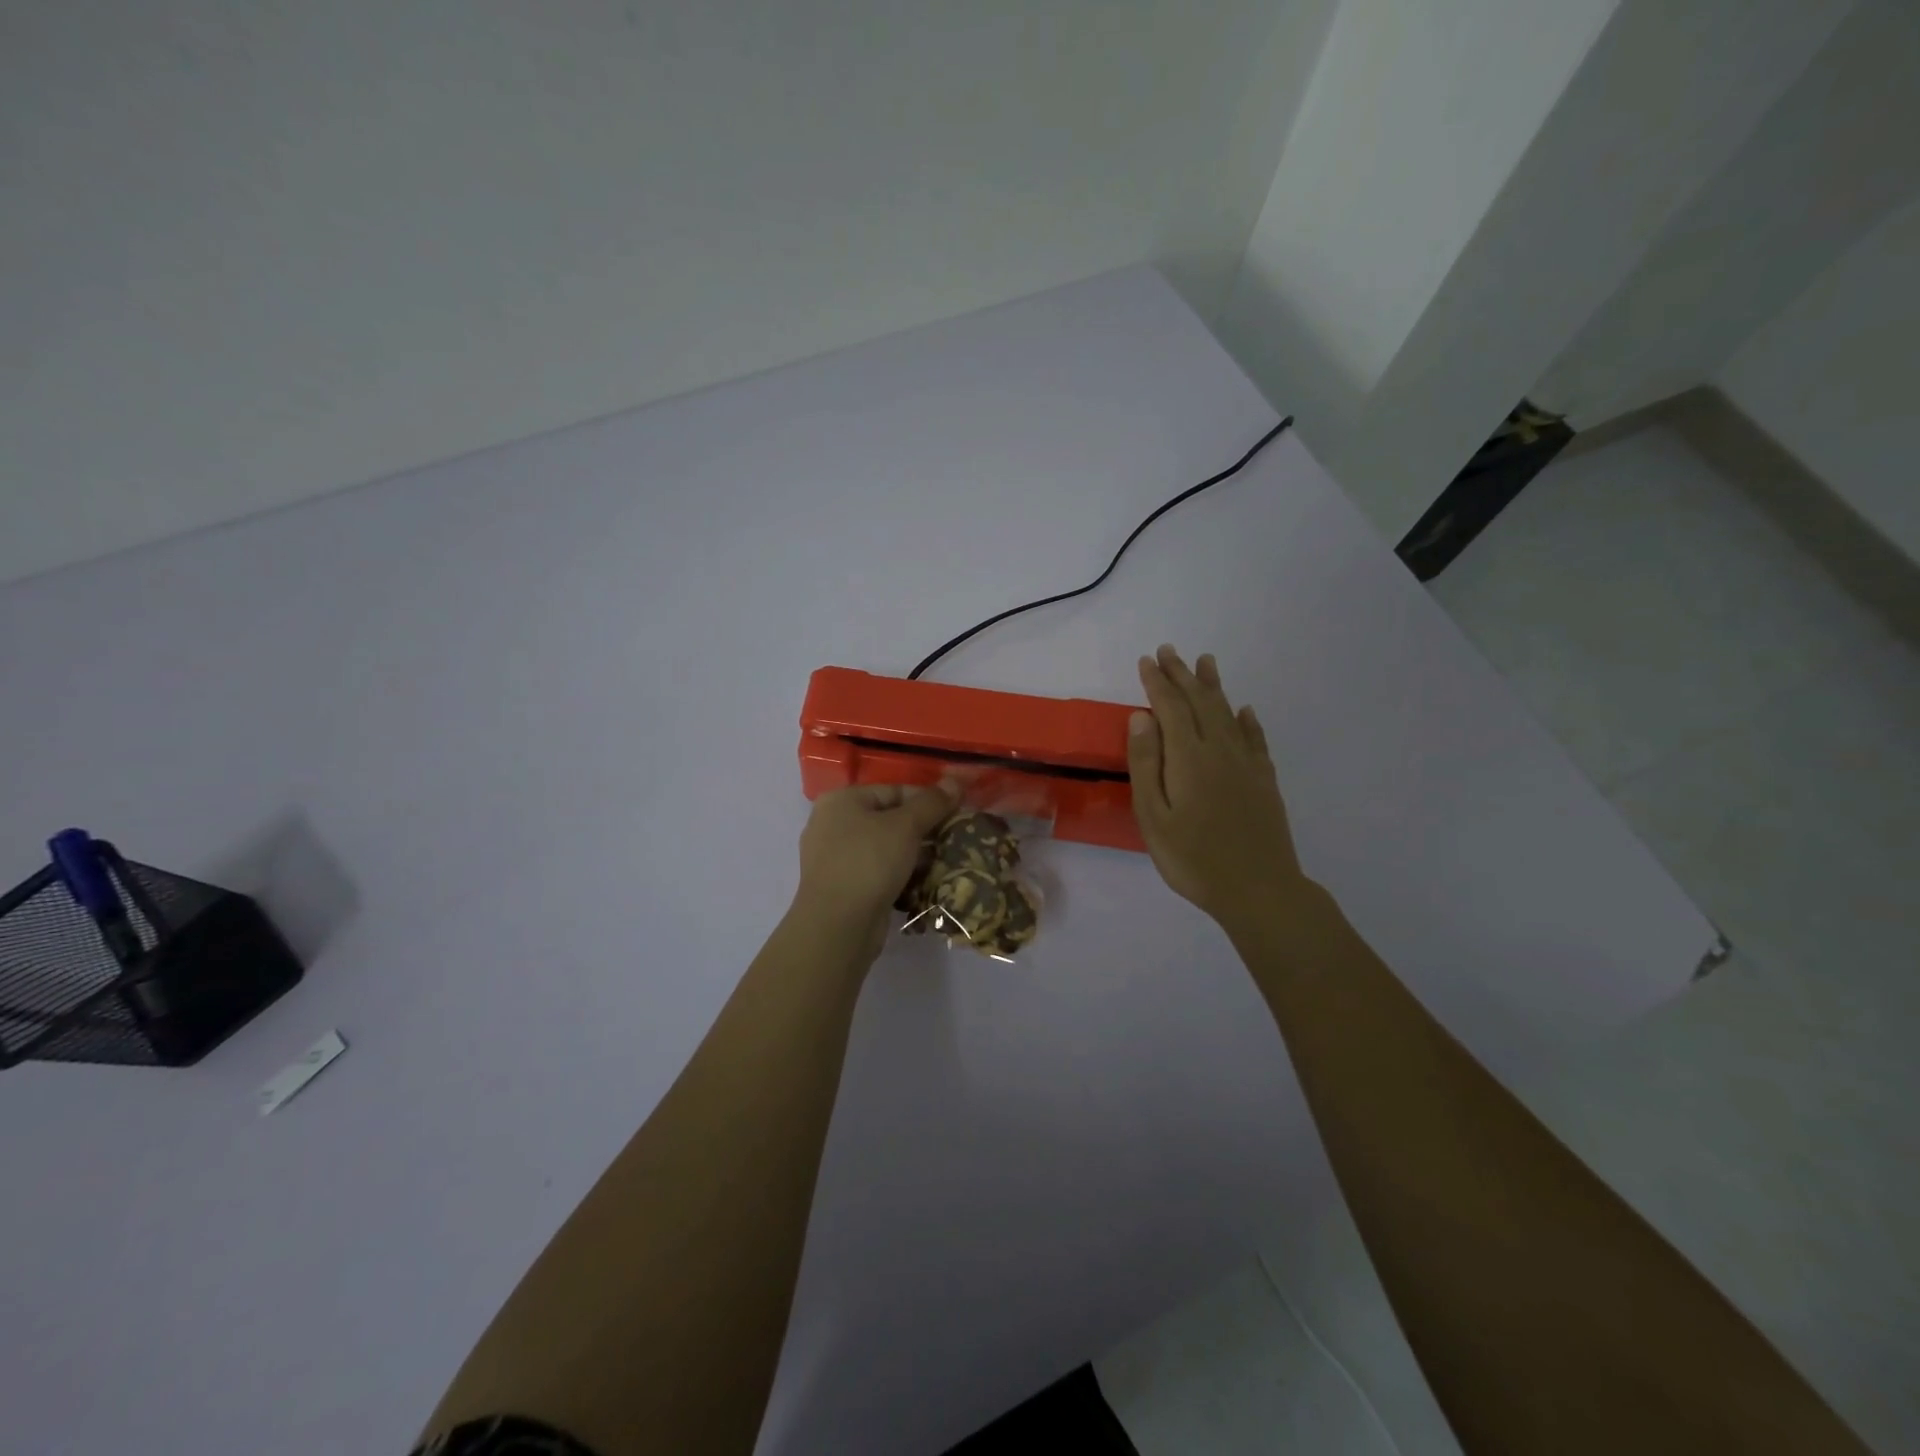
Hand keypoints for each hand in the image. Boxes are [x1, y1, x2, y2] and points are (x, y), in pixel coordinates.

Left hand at [793, 781, 956, 963]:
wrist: (838, 926)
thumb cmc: (869, 862)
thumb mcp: (906, 826)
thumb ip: (932, 802)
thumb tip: (956, 780)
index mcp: (841, 800)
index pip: (894, 790)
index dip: (928, 800)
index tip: (957, 813)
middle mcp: (832, 824)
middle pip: (888, 818)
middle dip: (922, 829)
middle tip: (953, 838)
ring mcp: (834, 857)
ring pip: (884, 847)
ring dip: (914, 854)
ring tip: (944, 860)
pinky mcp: (842, 886)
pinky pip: (877, 871)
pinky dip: (899, 874)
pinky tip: (923, 882)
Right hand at [1128, 645, 1311, 932]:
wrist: (1259, 890)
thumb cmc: (1193, 858)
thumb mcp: (1153, 816)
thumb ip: (1146, 764)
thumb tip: (1141, 717)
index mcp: (1189, 758)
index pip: (1170, 708)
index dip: (1157, 682)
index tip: (1147, 660)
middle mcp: (1220, 751)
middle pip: (1200, 703)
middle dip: (1182, 675)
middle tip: (1170, 650)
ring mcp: (1247, 765)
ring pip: (1228, 714)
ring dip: (1214, 687)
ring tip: (1206, 662)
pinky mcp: (1264, 781)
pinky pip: (1255, 739)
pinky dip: (1247, 720)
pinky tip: (1244, 711)